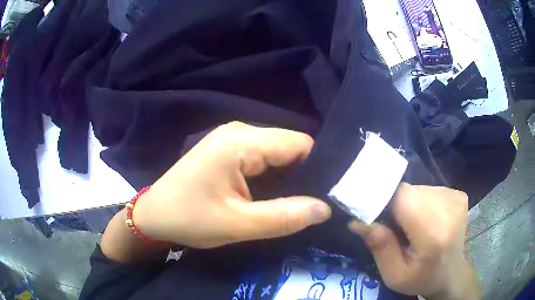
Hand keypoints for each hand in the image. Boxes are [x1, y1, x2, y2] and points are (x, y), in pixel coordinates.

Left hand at [133, 122, 331, 248]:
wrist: (153, 215)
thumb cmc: (189, 219)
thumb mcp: (237, 224)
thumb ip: (283, 217)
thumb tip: (325, 208)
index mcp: (241, 141)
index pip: (299, 144)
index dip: (318, 167)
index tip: (328, 194)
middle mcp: (239, 131)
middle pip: (289, 146)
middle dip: (304, 174)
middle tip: (315, 203)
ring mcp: (232, 139)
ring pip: (277, 153)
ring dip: (289, 177)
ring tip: (298, 202)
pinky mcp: (227, 150)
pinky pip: (262, 158)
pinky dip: (274, 176)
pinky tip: (276, 195)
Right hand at [349, 183, 478, 298]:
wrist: (451, 273)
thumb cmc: (421, 278)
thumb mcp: (394, 275)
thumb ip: (380, 247)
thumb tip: (358, 221)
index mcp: (433, 234)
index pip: (402, 196)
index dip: (383, 199)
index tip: (374, 214)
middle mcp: (448, 209)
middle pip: (409, 191)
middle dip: (395, 206)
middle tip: (394, 228)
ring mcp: (456, 198)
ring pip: (418, 189)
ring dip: (408, 204)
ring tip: (411, 226)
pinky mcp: (458, 194)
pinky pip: (429, 190)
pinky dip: (422, 202)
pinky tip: (426, 220)